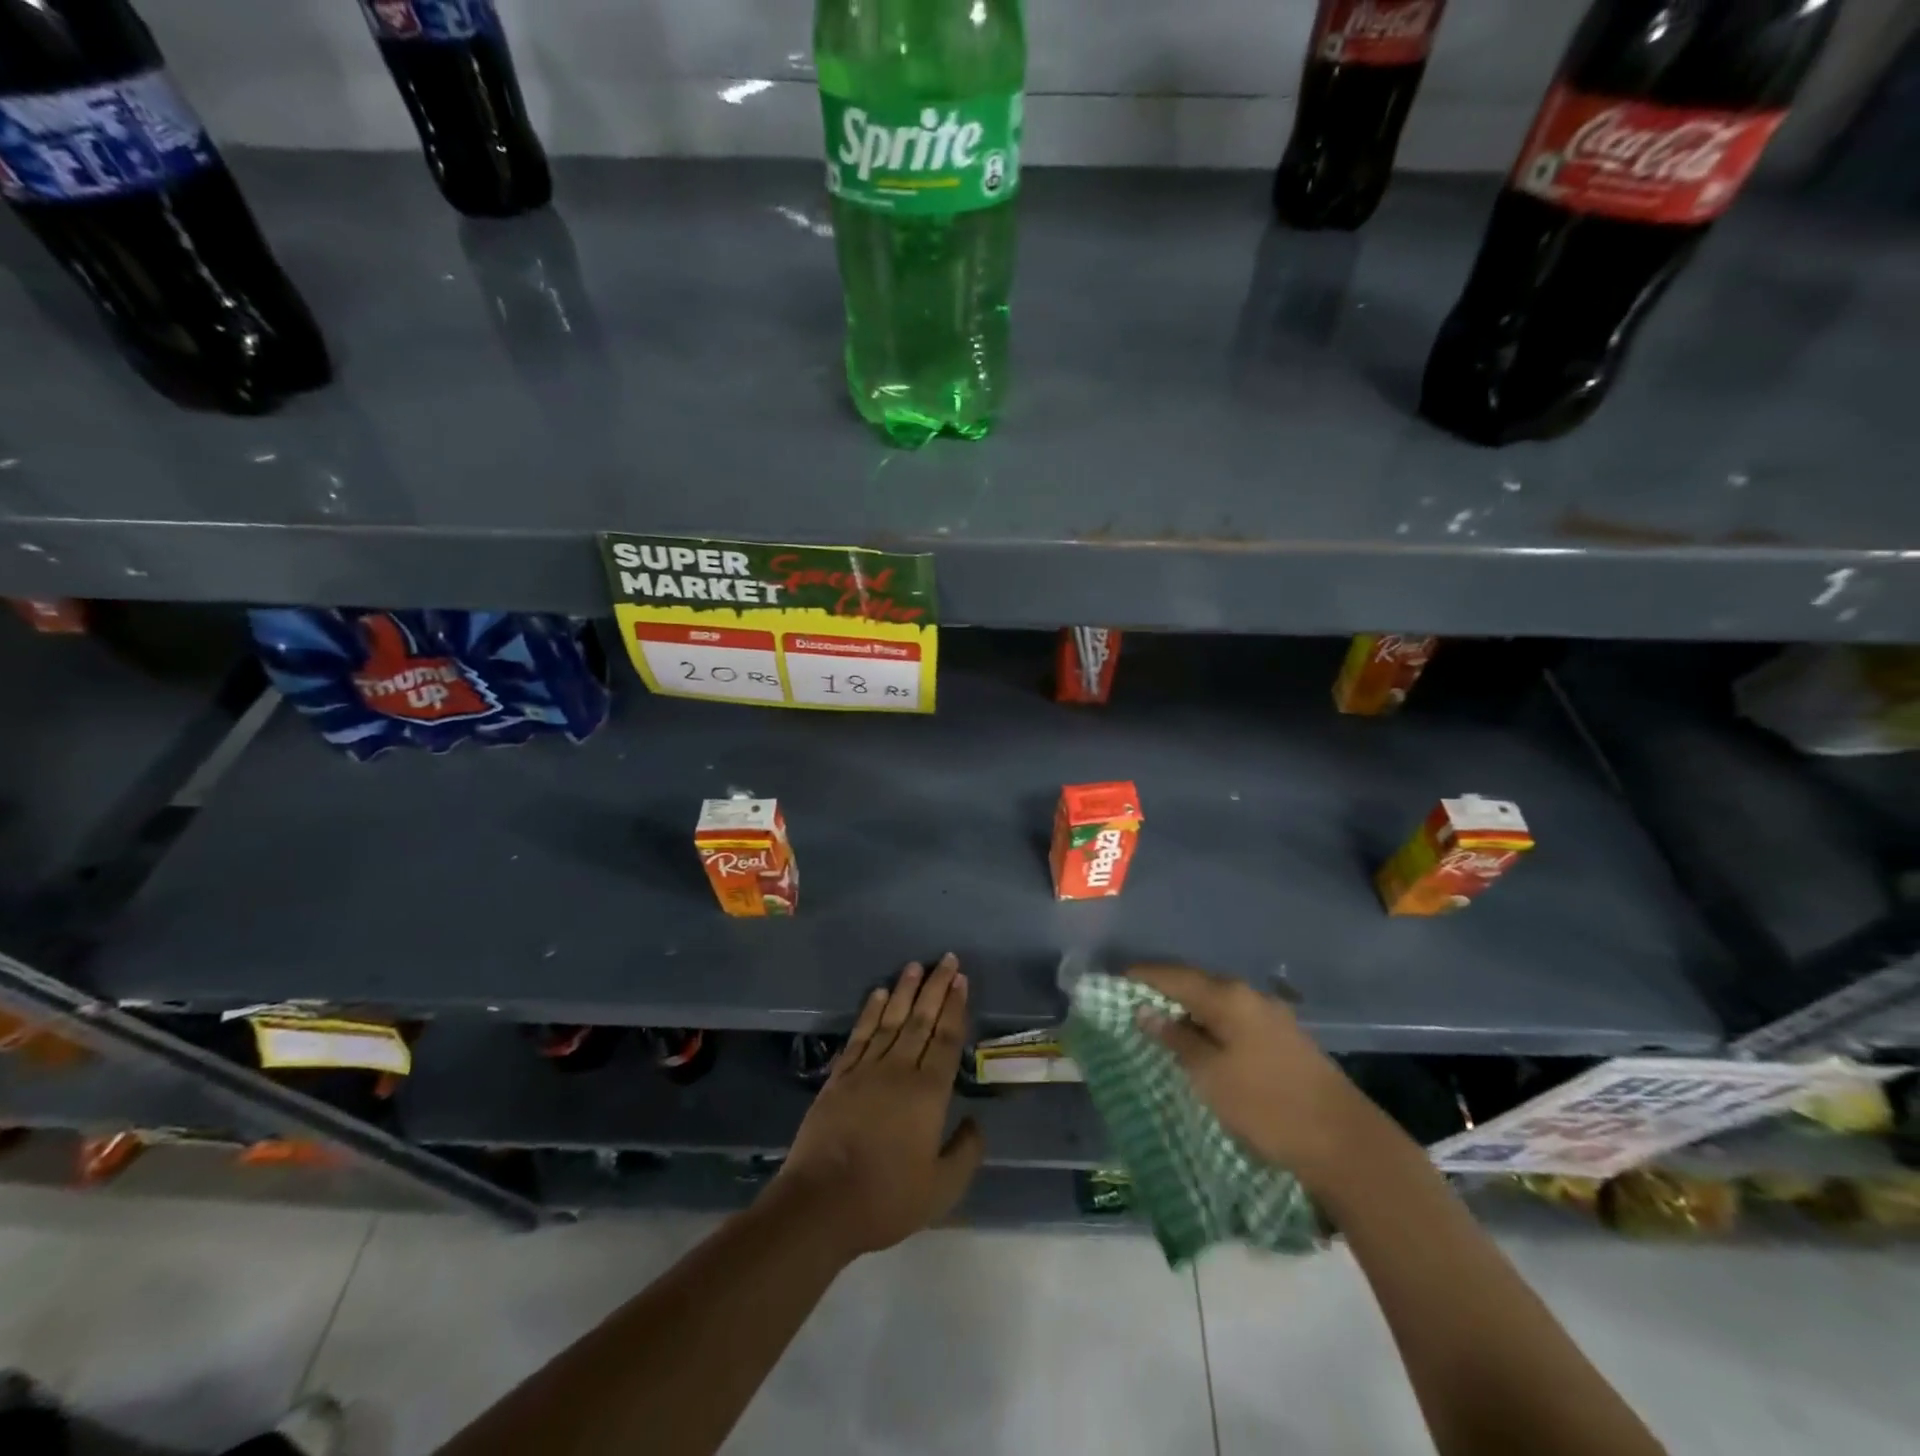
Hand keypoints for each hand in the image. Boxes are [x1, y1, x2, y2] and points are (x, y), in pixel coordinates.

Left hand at [773, 955, 983, 1258]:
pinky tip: (878, 994)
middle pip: (921, 1020)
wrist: (821, 1202)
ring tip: (914, 966)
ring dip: (905, 991)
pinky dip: (870, 1012)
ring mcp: (866, 1070)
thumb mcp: (941, 1189)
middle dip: (936, 987)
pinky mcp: (839, 1077)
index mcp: (928, 1093)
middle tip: (945, 959)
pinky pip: (860, 1035)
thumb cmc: (887, 1197)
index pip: (947, 1039)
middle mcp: (899, 1070)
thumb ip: (965, 1153)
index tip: (961, 979)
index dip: (956, 1007)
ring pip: (891, 1020)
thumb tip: (976, 1122)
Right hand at [1130, 964, 1378, 1191]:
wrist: (1345, 1144)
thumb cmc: (1267, 1106)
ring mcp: (1271, 1016)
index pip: (1172, 975)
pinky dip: (1209, 1024)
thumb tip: (1145, 1010)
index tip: (1112, 981)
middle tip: (1130, 1004)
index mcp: (1228, 997)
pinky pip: (1233, 1019)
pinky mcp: (1283, 1039)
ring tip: (1159, 1024)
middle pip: (1195, 984)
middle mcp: (1249, 996)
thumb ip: (1176, 1039)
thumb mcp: (1210, 1075)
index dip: (1141, 976)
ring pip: (1216, 1003)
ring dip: (1187, 1009)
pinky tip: (1199, 1041)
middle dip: (1162, 991)